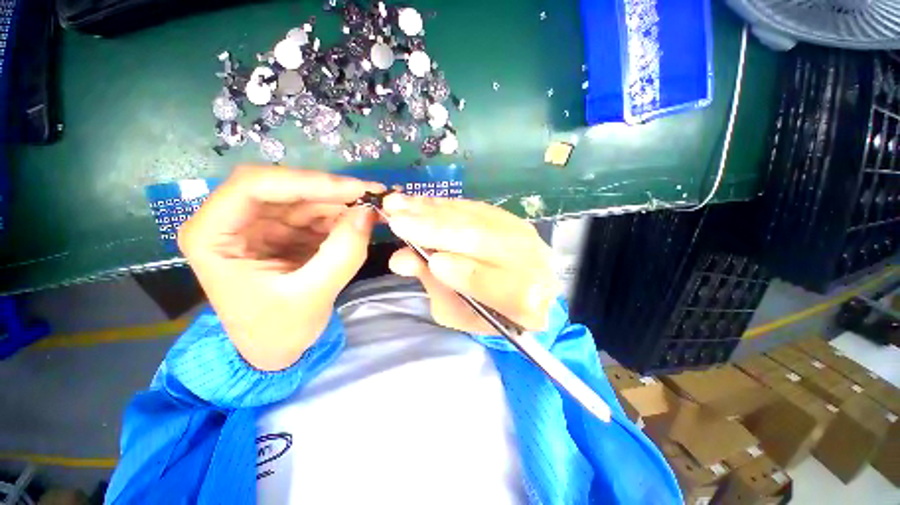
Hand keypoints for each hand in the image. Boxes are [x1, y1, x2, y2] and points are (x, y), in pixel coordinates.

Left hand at [178, 166, 383, 370]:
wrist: (277, 349)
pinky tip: (363, 221)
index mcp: (213, 235)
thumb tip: (368, 213)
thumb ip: (343, 253)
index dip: (308, 182)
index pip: (254, 186)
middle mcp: (233, 221)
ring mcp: (261, 224)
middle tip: (374, 195)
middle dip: (332, 191)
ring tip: (376, 210)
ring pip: (306, 198)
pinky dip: (343, 216)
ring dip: (342, 203)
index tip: (355, 190)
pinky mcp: (285, 232)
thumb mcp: (313, 295)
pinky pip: (317, 214)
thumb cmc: (279, 330)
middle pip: (284, 187)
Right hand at [383, 194, 558, 333]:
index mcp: (520, 301)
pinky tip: (422, 201)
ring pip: (476, 219)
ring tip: (400, 204)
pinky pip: (476, 208)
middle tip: (396, 219)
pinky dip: (446, 205)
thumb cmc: (487, 311)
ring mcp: (524, 236)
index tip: (429, 261)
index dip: (459, 271)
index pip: (492, 284)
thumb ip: (436, 287)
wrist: (526, 291)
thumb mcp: (460, 313)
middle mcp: (529, 263)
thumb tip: (403, 258)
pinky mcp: (513, 218)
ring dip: (434, 210)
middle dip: (436, 230)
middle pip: (481, 241)